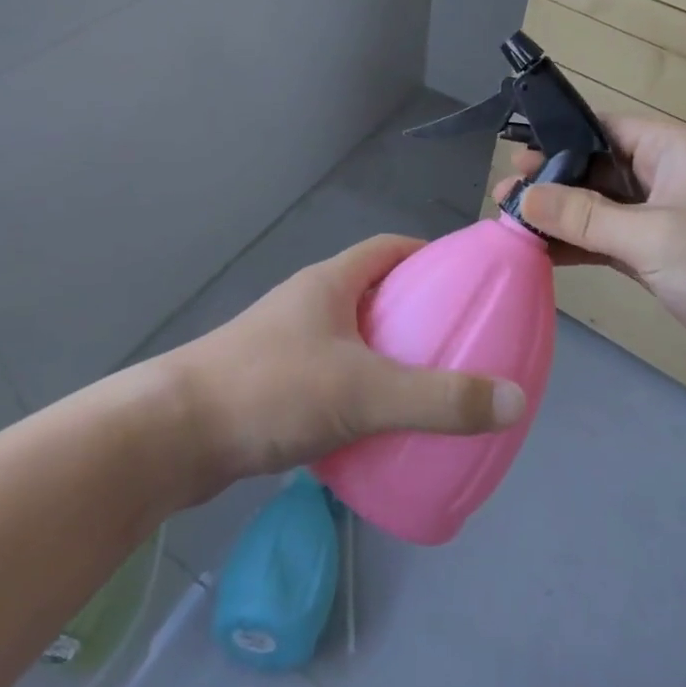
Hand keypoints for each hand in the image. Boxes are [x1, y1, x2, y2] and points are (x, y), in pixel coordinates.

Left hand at [163, 235, 527, 488]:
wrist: (172, 437)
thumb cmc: (272, 390)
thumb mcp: (365, 392)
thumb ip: (439, 398)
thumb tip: (513, 399)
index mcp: (330, 283)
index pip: (389, 249)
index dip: (429, 257)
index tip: (465, 282)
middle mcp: (307, 303)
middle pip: (373, 293)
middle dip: (414, 312)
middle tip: (456, 342)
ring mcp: (284, 343)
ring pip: (350, 338)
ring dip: (385, 355)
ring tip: (424, 387)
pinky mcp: (270, 384)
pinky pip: (329, 376)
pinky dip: (358, 391)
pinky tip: (374, 428)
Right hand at [497, 115, 685, 390]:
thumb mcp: (654, 235)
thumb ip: (585, 217)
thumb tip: (524, 197)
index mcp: (670, 149)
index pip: (602, 128)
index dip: (557, 139)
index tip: (513, 160)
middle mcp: (662, 176)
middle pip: (594, 170)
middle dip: (550, 183)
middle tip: (502, 199)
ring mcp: (661, 219)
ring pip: (597, 209)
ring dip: (559, 218)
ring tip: (508, 225)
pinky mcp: (659, 257)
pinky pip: (607, 242)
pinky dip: (577, 247)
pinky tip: (540, 254)